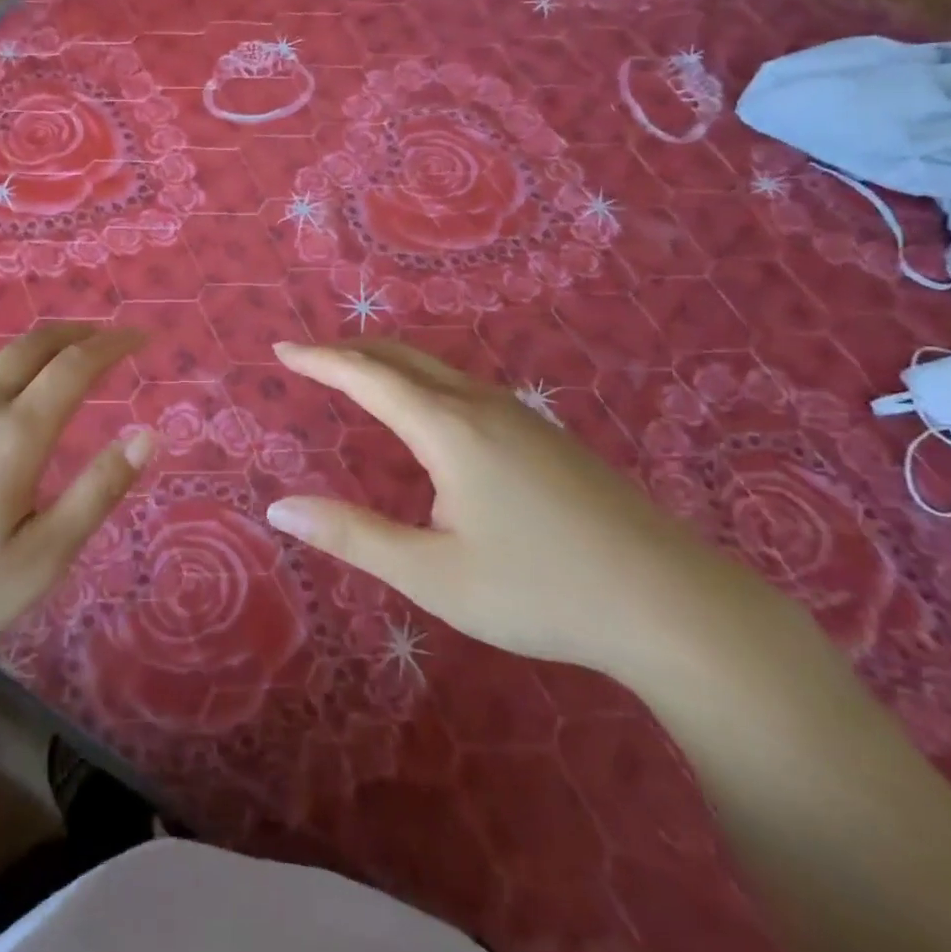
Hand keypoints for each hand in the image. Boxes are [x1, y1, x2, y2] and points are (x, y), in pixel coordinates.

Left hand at [0, 324, 152, 725]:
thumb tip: (147, 435)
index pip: (75, 367)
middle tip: (103, 337)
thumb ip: (98, 491)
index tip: (140, 337)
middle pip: (29, 347)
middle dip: (74, 333)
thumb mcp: (43, 558)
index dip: (112, 344)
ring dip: (28, 350)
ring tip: (51, 362)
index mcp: (14, 435)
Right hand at [265, 340, 752, 681]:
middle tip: (310, 355)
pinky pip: (465, 387)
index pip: (367, 377)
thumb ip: (352, 536)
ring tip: (356, 374)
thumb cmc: (540, 590)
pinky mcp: (546, 434)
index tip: (282, 347)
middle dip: (351, 349)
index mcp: (448, 429)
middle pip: (403, 357)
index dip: (320, 359)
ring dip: (389, 362)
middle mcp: (481, 406)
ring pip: (438, 369)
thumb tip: (279, 508)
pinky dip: (422, 380)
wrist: (671, 604)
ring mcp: (521, 416)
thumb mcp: (432, 575)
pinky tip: (427, 412)